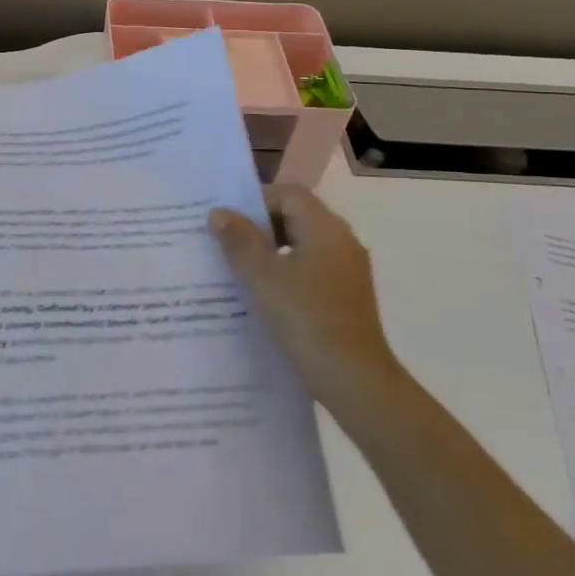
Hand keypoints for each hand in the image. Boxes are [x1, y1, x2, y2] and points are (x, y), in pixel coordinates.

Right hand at [209, 185, 398, 403]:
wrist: (354, 380)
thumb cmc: (306, 319)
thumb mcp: (262, 277)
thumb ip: (239, 241)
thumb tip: (220, 214)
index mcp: (326, 229)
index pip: (289, 194)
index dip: (256, 200)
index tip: (227, 219)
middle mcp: (341, 242)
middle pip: (297, 216)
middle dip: (260, 226)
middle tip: (226, 241)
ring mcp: (347, 271)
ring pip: (302, 245)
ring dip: (270, 251)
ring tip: (237, 269)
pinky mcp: (346, 296)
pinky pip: (310, 269)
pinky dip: (285, 272)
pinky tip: (262, 295)